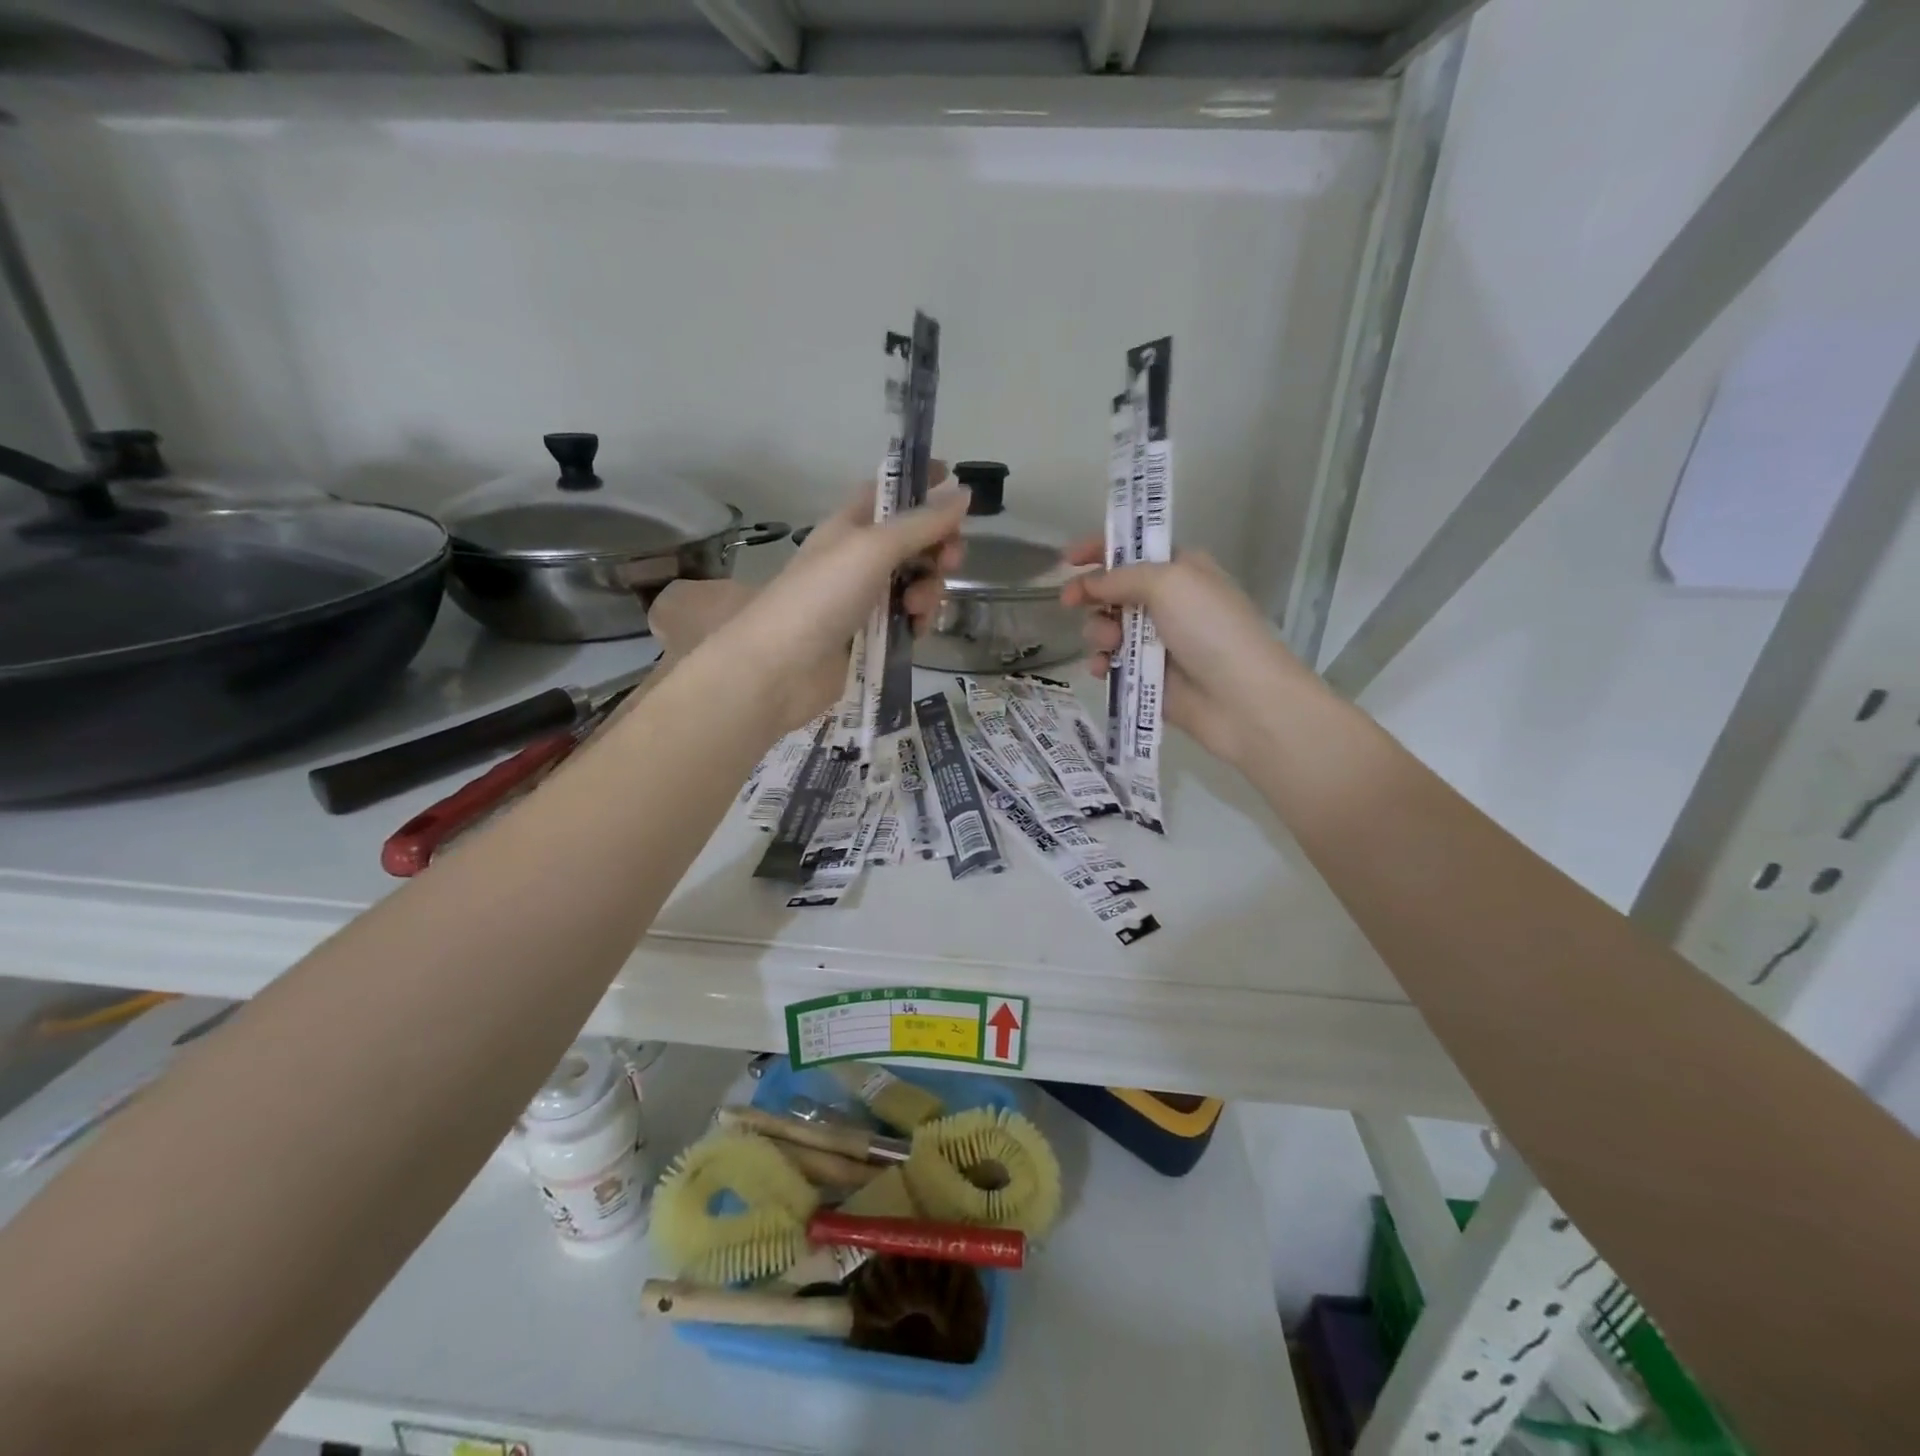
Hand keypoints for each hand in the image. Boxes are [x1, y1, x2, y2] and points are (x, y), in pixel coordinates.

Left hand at [676, 477, 967, 734]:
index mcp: (851, 526)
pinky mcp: (873, 636)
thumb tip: (964, 493)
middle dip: (938, 548)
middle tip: (949, 561)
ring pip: (917, 582)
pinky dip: (918, 621)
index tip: (956, 482)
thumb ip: (922, 523)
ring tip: (916, 608)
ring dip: (929, 589)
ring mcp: (866, 599)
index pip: (889, 492)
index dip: (920, 484)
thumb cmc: (822, 595)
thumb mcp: (873, 548)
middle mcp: (859, 558)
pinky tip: (915, 630)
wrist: (782, 668)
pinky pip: (910, 619)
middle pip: (914, 541)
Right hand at [1060, 539, 1312, 765]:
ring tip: (1109, 644)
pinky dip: (1102, 663)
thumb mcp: (1169, 583)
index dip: (1099, 549)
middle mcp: (1168, 603)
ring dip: (1098, 632)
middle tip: (1070, 602)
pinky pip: (1112, 663)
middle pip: (1114, 590)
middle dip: (1092, 595)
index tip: (1067, 559)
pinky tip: (1103, 668)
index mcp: (1180, 570)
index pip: (1133, 551)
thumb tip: (1088, 584)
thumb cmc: (1210, 628)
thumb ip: (1121, 577)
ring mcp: (1156, 642)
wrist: (1241, 697)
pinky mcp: (1147, 677)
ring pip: (1107, 628)